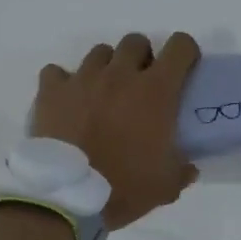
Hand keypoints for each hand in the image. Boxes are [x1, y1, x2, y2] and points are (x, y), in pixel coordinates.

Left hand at [31, 32, 201, 228]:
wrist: (68, 198)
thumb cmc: (124, 187)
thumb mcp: (166, 186)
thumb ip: (182, 171)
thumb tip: (189, 167)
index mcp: (156, 92)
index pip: (180, 47)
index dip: (185, 53)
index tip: (184, 70)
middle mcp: (120, 75)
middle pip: (136, 41)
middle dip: (142, 57)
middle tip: (141, 84)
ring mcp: (83, 79)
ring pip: (99, 53)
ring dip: (107, 67)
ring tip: (104, 94)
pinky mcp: (51, 92)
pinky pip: (57, 72)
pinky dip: (65, 83)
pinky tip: (69, 102)